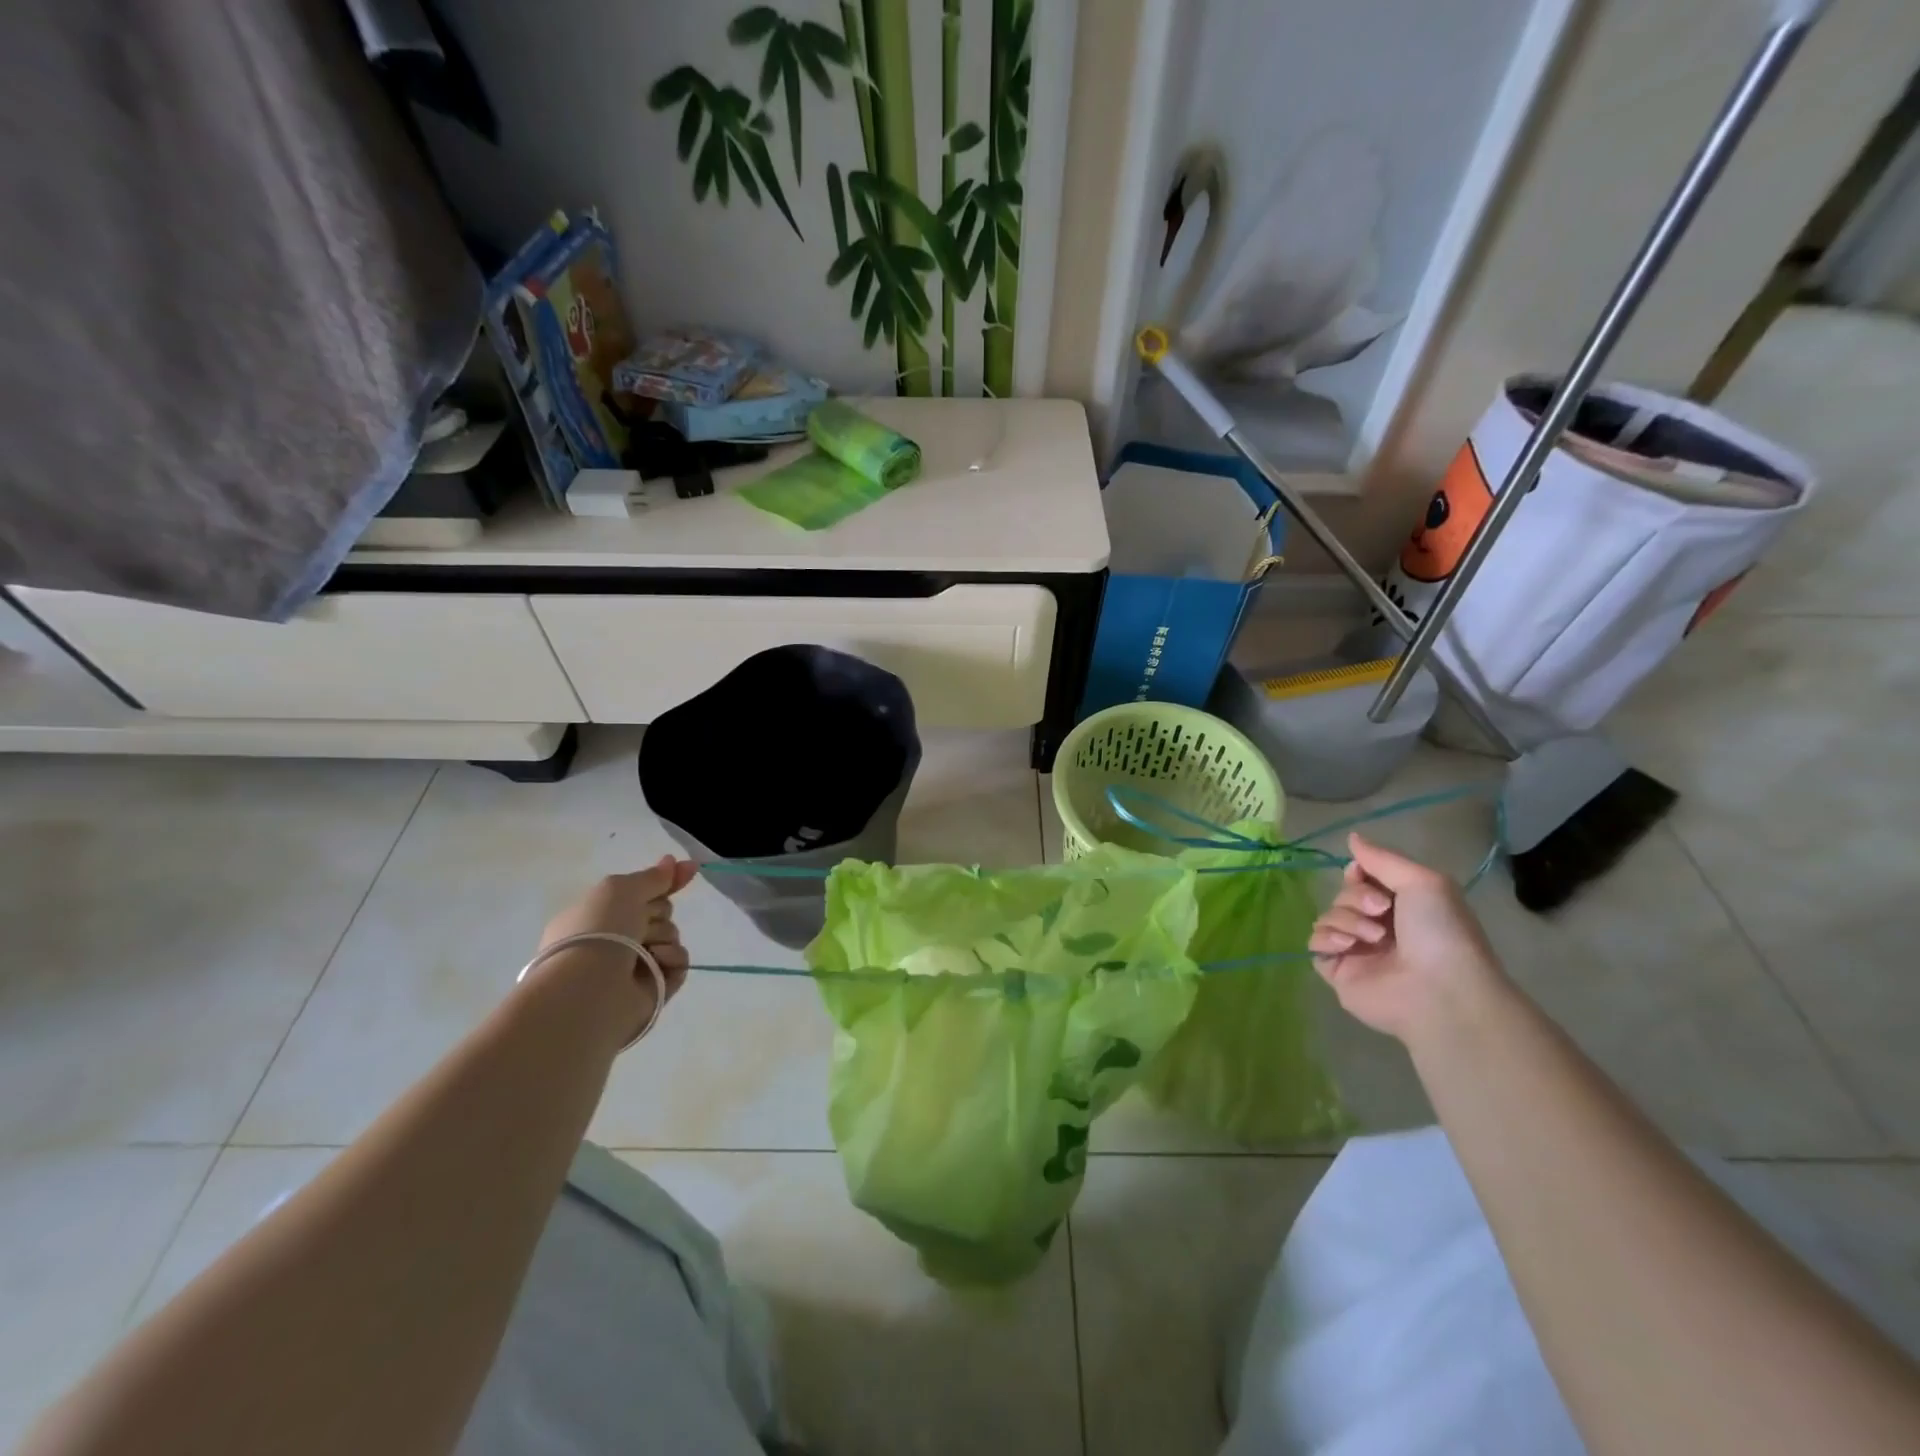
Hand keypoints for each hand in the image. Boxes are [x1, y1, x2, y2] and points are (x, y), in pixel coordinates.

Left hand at [532, 856, 698, 1044]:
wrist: (590, 989)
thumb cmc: (597, 931)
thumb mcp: (621, 889)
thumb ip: (653, 877)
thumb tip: (675, 861)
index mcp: (598, 915)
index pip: (640, 892)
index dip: (665, 882)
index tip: (690, 870)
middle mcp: (614, 939)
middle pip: (659, 912)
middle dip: (658, 912)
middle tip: (641, 923)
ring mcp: (634, 965)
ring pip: (671, 935)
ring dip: (663, 935)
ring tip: (645, 949)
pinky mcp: (654, 988)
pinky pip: (679, 962)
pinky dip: (671, 958)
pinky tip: (657, 962)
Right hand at [1308, 833, 1508, 1046]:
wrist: (1440, 992)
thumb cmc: (1440, 933)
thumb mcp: (1422, 881)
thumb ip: (1382, 858)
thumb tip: (1352, 837)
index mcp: (1401, 907)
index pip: (1361, 879)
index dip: (1358, 874)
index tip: (1363, 875)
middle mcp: (1378, 927)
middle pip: (1342, 896)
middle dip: (1355, 898)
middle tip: (1381, 911)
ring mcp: (1357, 950)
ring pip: (1327, 916)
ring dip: (1346, 919)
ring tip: (1373, 938)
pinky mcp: (1338, 971)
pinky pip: (1315, 943)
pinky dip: (1328, 938)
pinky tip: (1348, 946)